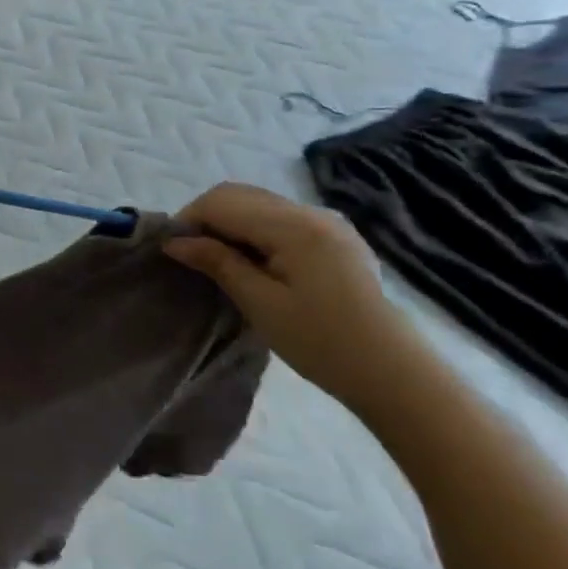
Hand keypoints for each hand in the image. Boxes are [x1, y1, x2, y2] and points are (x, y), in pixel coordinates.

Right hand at [164, 183, 415, 410]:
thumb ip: (217, 262)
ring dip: (230, 222)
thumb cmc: (320, 342)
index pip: (222, 202)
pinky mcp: (335, 237)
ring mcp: (328, 222)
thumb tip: (174, 241)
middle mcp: (311, 212)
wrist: (394, 373)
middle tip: (191, 255)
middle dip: (207, 217)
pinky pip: (280, 218)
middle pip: (240, 194)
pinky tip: (253, 261)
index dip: (189, 220)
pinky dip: (254, 229)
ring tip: (219, 260)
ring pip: (259, 203)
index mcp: (293, 226)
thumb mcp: (259, 303)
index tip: (173, 251)